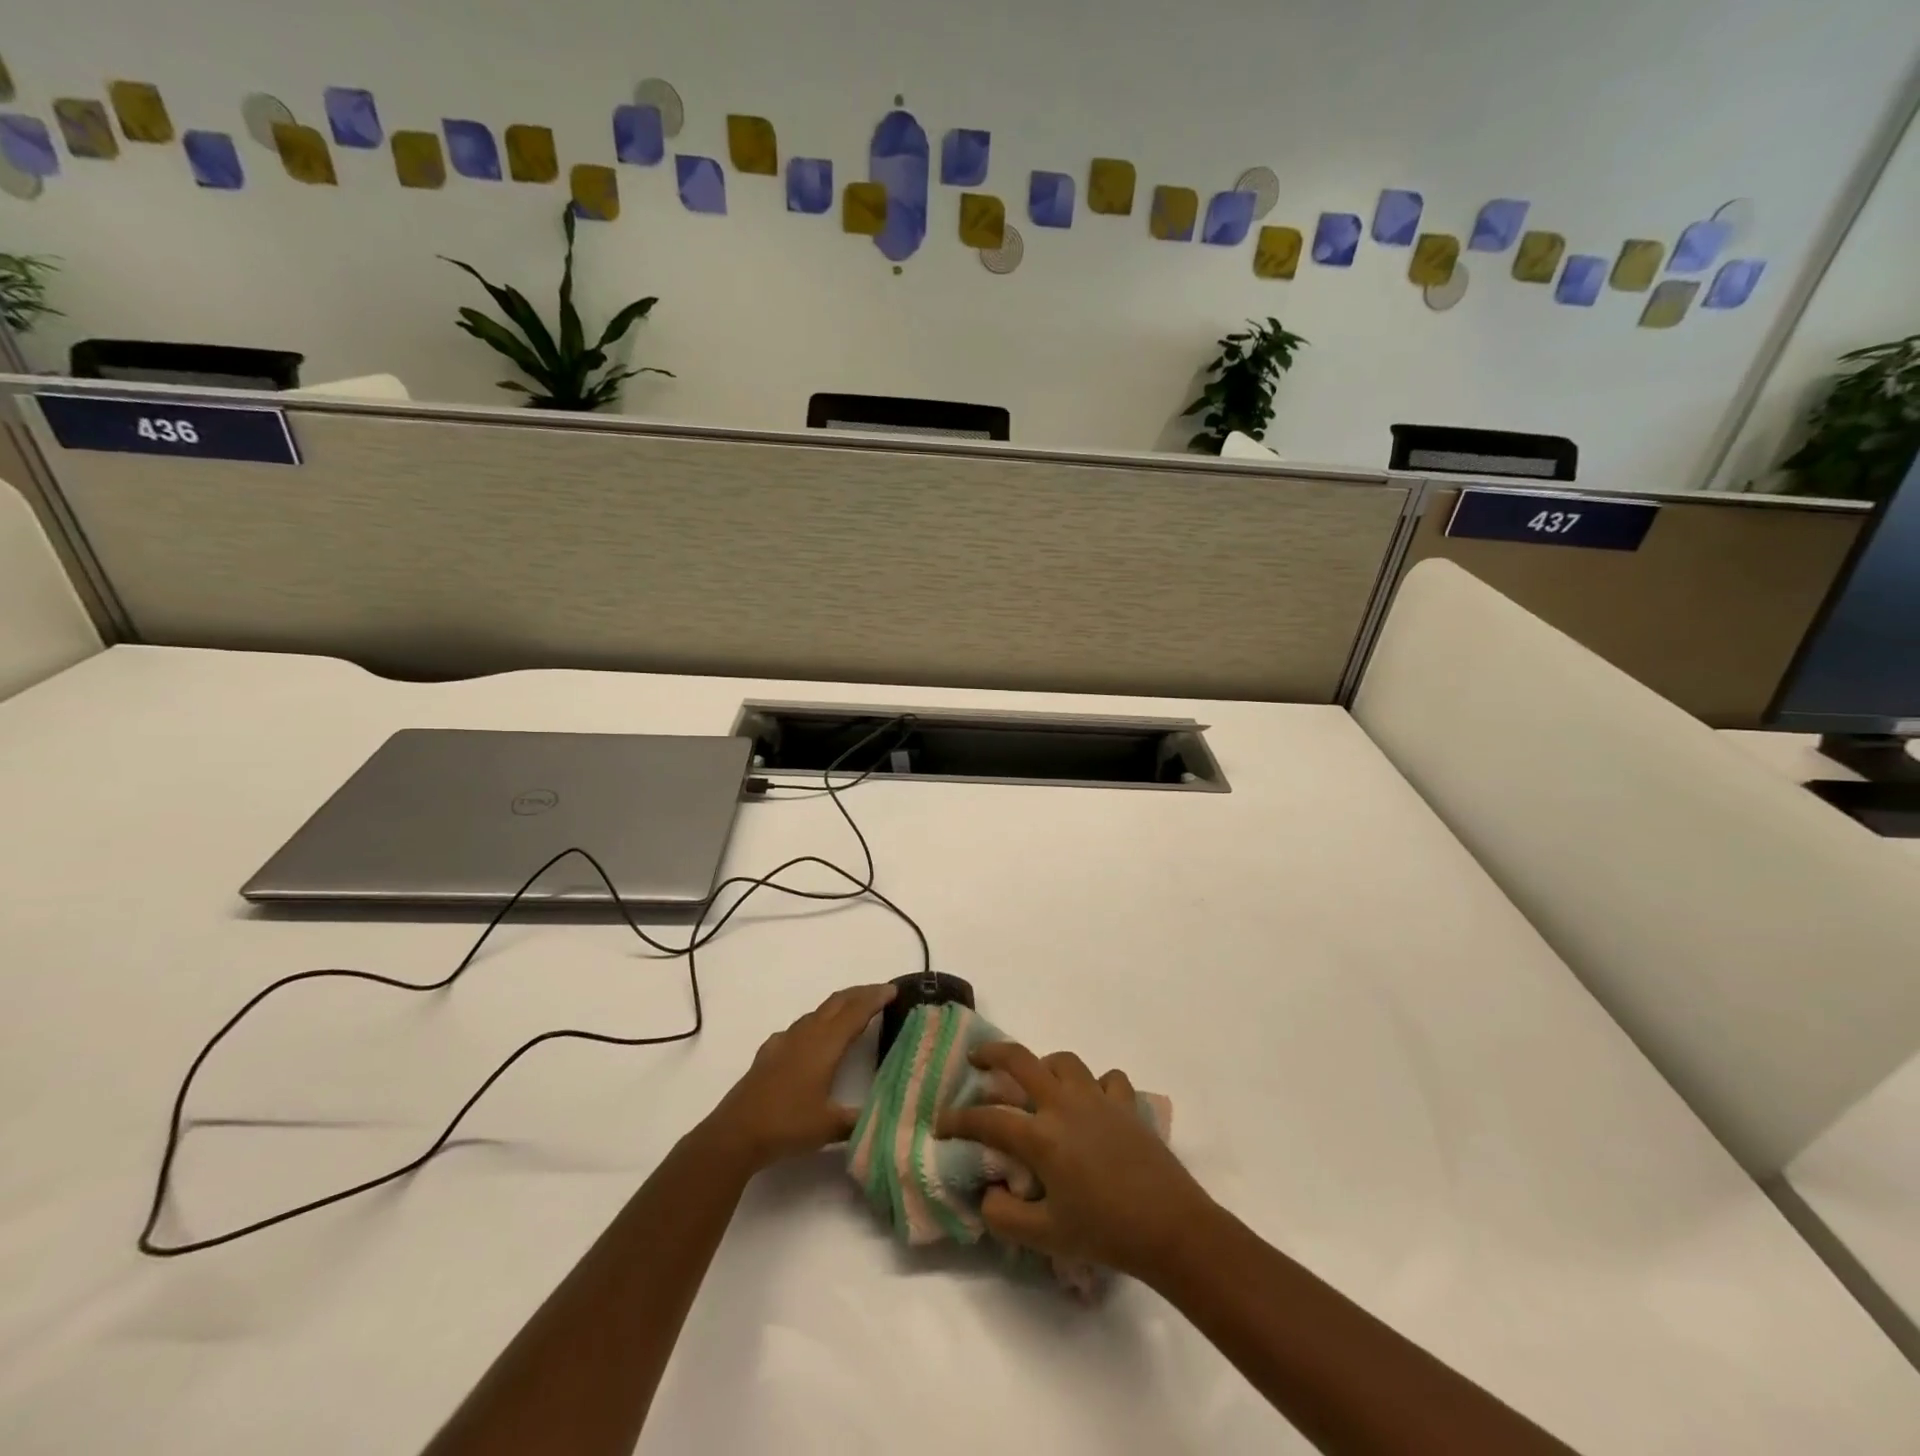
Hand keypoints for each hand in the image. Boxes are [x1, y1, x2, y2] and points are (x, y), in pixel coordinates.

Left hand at [703, 983, 895, 1173]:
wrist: (735, 1134)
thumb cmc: (787, 1125)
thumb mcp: (830, 1127)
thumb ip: (859, 1119)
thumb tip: (884, 1117)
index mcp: (825, 1044)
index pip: (856, 1012)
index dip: (875, 998)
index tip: (894, 989)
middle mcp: (806, 1034)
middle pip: (837, 1002)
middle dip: (860, 993)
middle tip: (881, 992)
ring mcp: (785, 1041)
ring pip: (818, 1012)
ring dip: (839, 1006)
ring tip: (854, 1012)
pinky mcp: (770, 1052)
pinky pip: (800, 1027)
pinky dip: (817, 1023)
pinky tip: (813, 1038)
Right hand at [938, 1042, 1210, 1279]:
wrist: (1171, 1227)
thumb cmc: (1105, 1232)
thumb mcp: (1046, 1237)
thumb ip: (1005, 1216)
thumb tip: (987, 1193)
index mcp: (1041, 1135)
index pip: (987, 1119)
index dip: (958, 1120)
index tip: (940, 1125)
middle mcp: (1064, 1104)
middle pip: (1020, 1059)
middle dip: (991, 1054)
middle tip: (977, 1059)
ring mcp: (1098, 1098)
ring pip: (1064, 1061)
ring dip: (1044, 1065)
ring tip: (1038, 1082)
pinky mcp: (1126, 1103)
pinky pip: (1107, 1079)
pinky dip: (1096, 1084)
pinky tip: (1093, 1102)